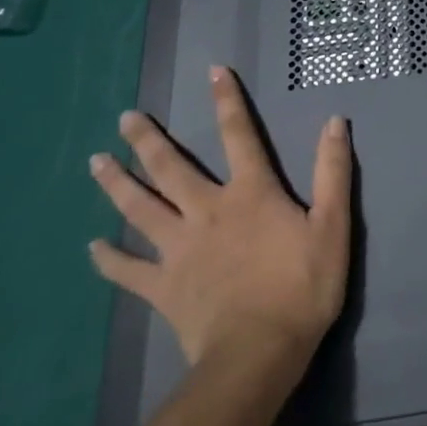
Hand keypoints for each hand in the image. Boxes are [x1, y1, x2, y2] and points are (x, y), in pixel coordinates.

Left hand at [89, 66, 352, 368]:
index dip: (228, 100)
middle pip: (171, 168)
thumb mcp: (333, 224)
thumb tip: (335, 121)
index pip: (240, 134)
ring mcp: (179, 250)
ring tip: (95, 162)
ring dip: (117, 184)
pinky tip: (91, 246)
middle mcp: (208, 211)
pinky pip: (128, 270)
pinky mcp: (163, 288)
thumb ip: (332, 171)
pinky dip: (108, 258)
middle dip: (148, 140)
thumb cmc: (302, 286)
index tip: (214, 71)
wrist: (258, 354)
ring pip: (140, 209)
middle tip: (125, 117)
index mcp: (251, 193)